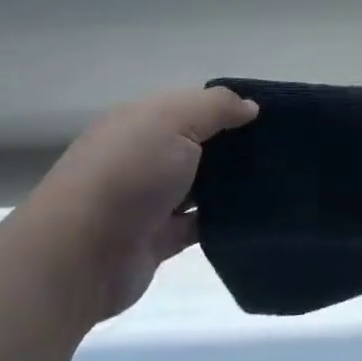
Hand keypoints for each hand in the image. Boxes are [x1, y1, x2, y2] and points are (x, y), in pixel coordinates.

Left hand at [25, 87, 258, 318]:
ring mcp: (150, 198)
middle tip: (282, 147)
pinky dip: (224, 217)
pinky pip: (200, 221)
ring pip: (202, 183)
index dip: (228, 106)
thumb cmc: (128, 174)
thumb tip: (249, 107)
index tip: (269, 114)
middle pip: (198, 142)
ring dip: (232, 182)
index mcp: (141, 120)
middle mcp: (144, 155)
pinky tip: (257, 212)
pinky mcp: (159, 237)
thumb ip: (216, 106)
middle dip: (235, 144)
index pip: (191, 104)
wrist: (79, 256)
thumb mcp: (174, 120)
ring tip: (279, 177)